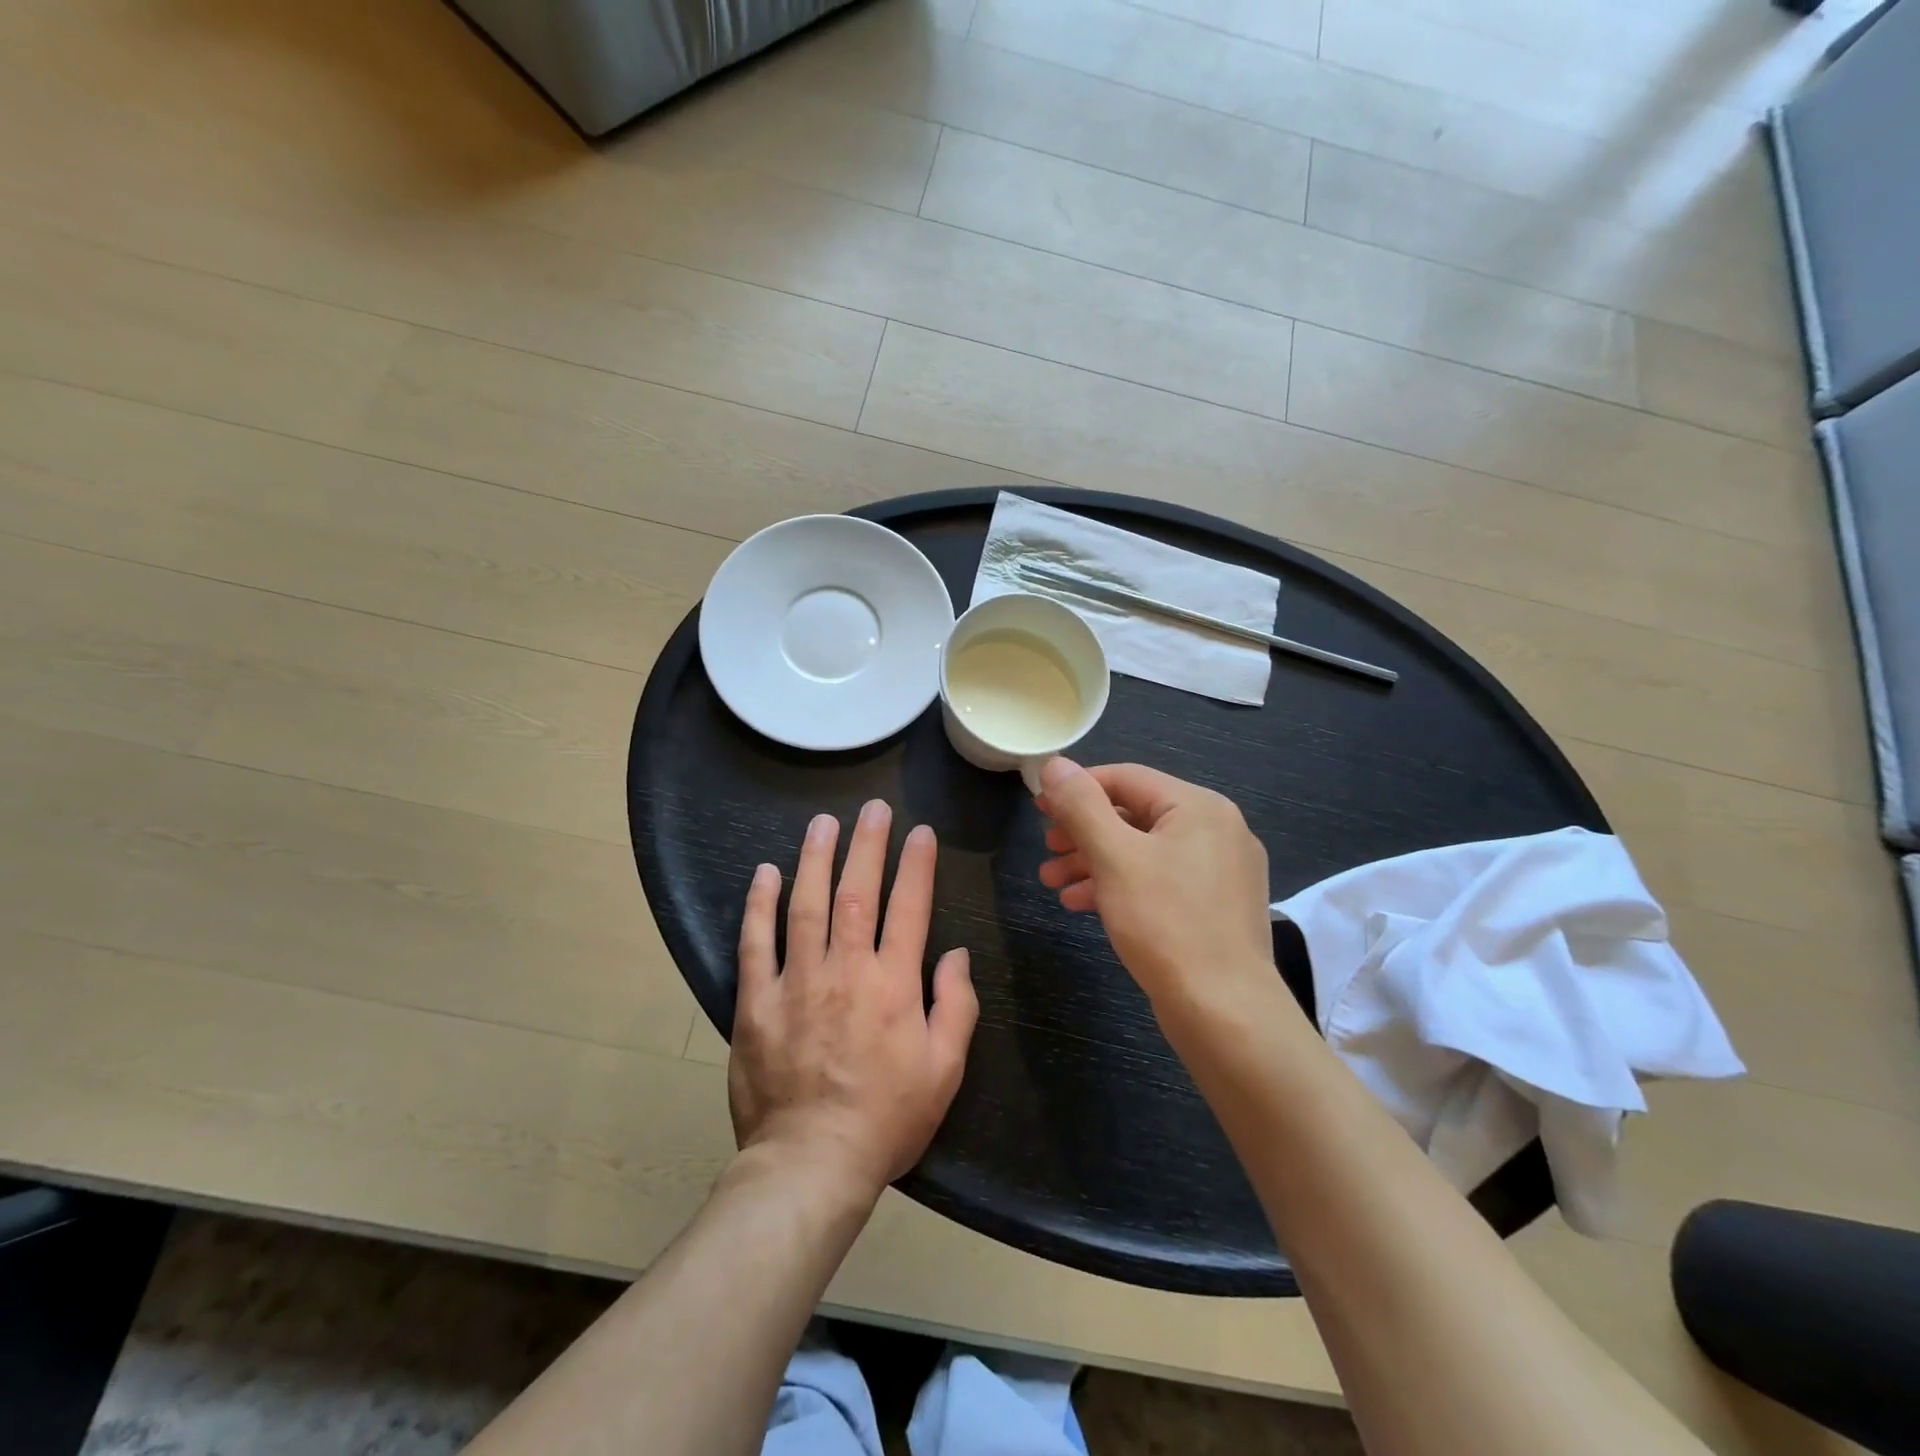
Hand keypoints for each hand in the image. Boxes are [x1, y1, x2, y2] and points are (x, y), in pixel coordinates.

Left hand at [730, 801, 977, 1197]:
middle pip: (856, 893)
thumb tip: (957, 953)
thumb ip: (955, 1005)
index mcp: (893, 984)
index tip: (920, 832)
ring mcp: (796, 982)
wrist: (811, 1164)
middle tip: (872, 808)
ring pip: (805, 905)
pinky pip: (755, 943)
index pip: (908, 908)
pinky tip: (765, 873)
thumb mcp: (945, 1070)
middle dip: (866, 845)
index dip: (916, 865)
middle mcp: (845, 970)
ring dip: (815, 858)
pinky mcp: (756, 1002)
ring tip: (822, 823)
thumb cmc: (887, 1119)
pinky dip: (759, 905)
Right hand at [1035, 757, 1277, 1013]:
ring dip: (1093, 862)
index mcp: (1199, 807)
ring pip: (1143, 851)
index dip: (1077, 788)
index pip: (1126, 778)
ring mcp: (1219, 871)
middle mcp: (1216, 830)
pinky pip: (1158, 881)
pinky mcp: (1214, 908)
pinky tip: (1079, 904)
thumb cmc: (1166, 923)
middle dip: (1082, 832)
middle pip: (1134, 815)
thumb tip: (1054, 764)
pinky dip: (1119, 886)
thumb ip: (1082, 806)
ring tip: (1051, 882)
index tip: (1039, 809)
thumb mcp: (1114, 857)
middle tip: (1046, 849)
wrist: (1225, 1012)